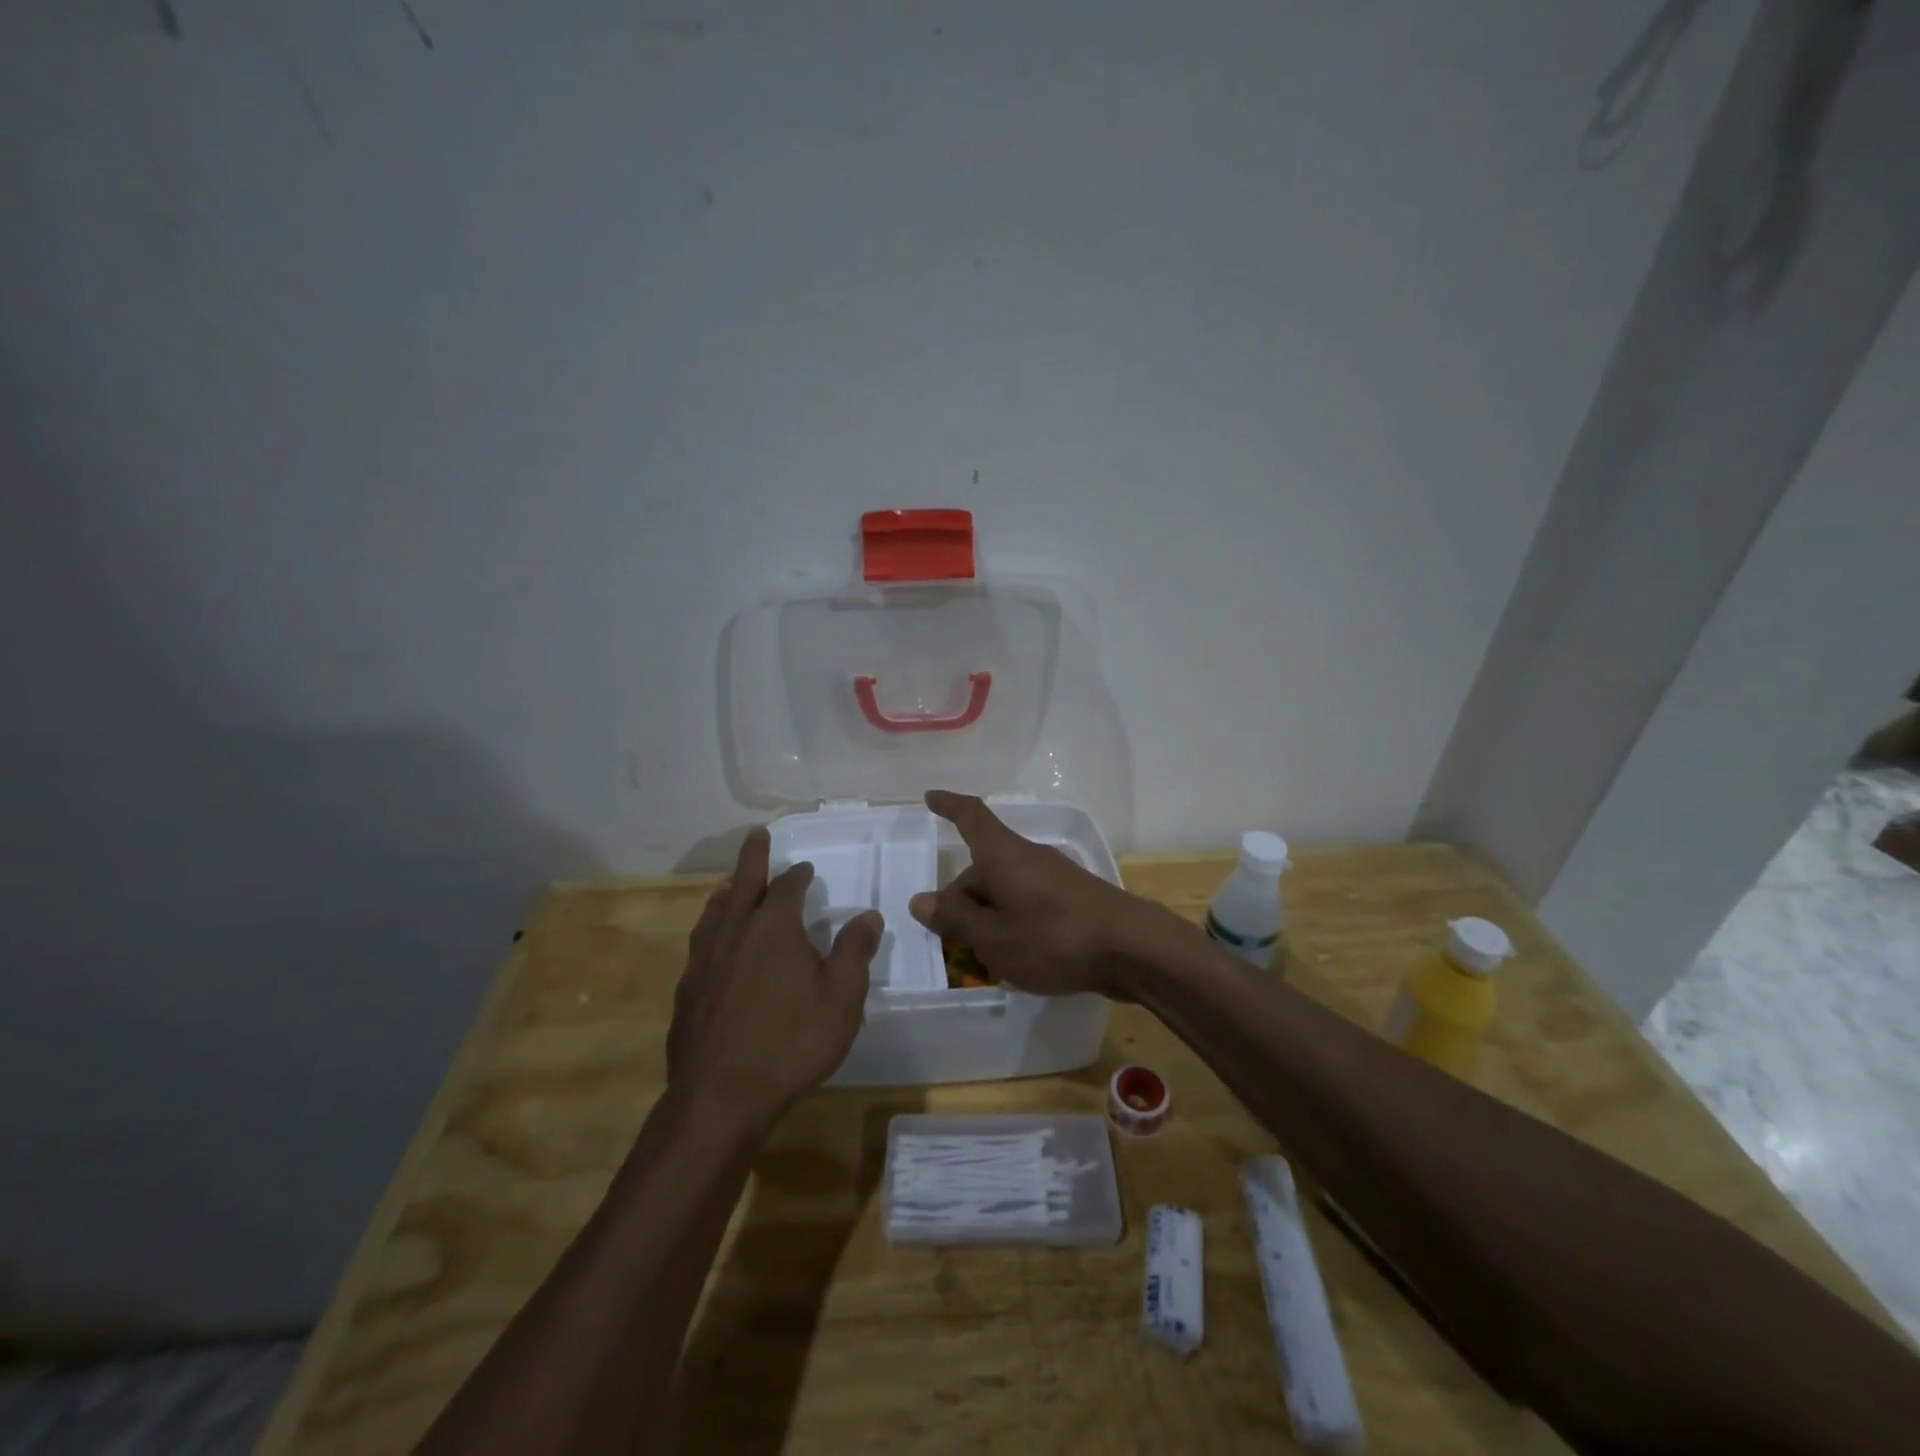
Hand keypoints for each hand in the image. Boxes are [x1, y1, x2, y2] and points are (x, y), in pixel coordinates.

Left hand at [668, 827, 882, 1122]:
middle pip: (743, 883)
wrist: (720, 1097)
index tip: (805, 868)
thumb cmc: (791, 1042)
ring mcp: (704, 961)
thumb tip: (868, 916)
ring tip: (731, 887)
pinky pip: (701, 945)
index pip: (787, 887)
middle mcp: (734, 932)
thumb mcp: (842, 997)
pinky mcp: (687, 991)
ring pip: (715, 912)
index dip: (798, 875)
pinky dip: (712, 930)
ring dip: (728, 893)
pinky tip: (714, 948)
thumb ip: (854, 951)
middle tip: (756, 835)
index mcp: (773, 926)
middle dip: (752, 857)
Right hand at [907, 790, 1176, 997]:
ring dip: (987, 915)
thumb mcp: (994, 937)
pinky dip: (1012, 922)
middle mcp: (1027, 857)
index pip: (971, 817)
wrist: (1133, 949)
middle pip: (983, 867)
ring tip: (982, 956)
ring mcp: (1054, 877)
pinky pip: (1028, 902)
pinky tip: (1016, 956)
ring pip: (1006, 889)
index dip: (949, 806)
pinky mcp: (1073, 899)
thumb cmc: (1054, 938)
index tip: (930, 797)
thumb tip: (920, 900)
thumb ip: (956, 919)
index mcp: (1003, 855)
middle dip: (962, 899)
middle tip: (949, 940)